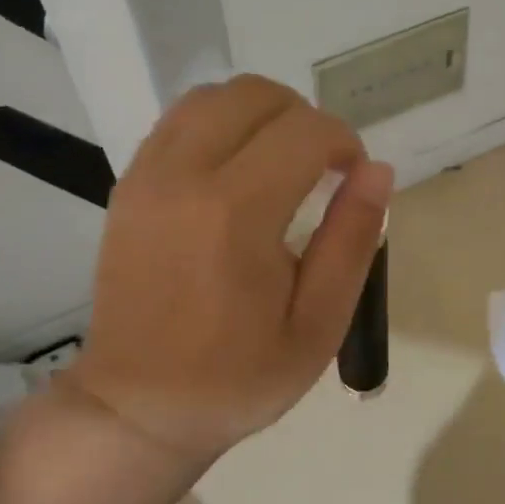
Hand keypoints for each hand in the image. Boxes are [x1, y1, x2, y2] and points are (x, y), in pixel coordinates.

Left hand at [67, 75, 392, 462]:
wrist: (136, 408)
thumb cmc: (238, 376)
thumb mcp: (318, 324)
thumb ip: (352, 239)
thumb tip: (376, 169)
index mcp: (236, 213)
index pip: (306, 130)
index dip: (344, 143)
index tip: (351, 179)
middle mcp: (185, 176)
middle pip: (256, 95)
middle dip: (304, 117)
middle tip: (320, 168)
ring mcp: (148, 175)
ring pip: (213, 95)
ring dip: (260, 114)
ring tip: (280, 162)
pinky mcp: (128, 184)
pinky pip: (180, 119)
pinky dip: (220, 123)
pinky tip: (236, 169)